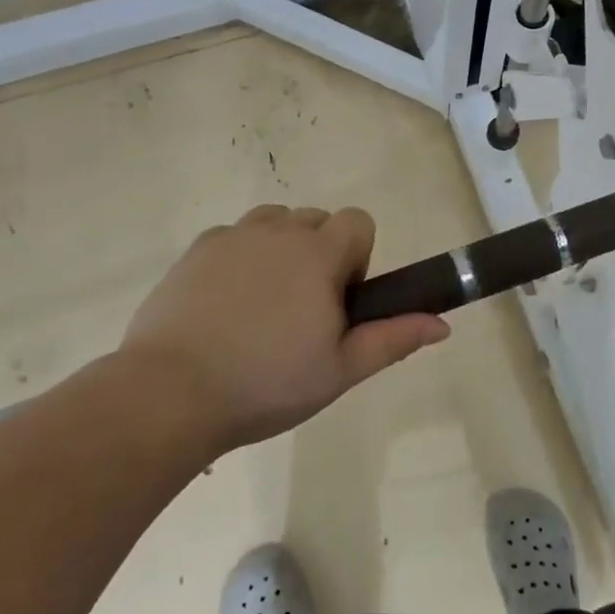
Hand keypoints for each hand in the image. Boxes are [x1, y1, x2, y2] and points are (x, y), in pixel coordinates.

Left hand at [113, 204, 448, 450]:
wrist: (171, 393)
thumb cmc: (268, 383)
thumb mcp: (341, 369)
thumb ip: (394, 339)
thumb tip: (443, 324)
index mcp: (318, 254)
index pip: (358, 221)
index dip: (358, 257)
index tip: (339, 300)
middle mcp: (277, 232)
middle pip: (316, 220)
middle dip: (320, 253)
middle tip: (303, 311)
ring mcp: (232, 237)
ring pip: (273, 223)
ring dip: (280, 249)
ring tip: (264, 304)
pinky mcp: (195, 251)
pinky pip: (232, 237)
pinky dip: (239, 258)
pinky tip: (224, 306)